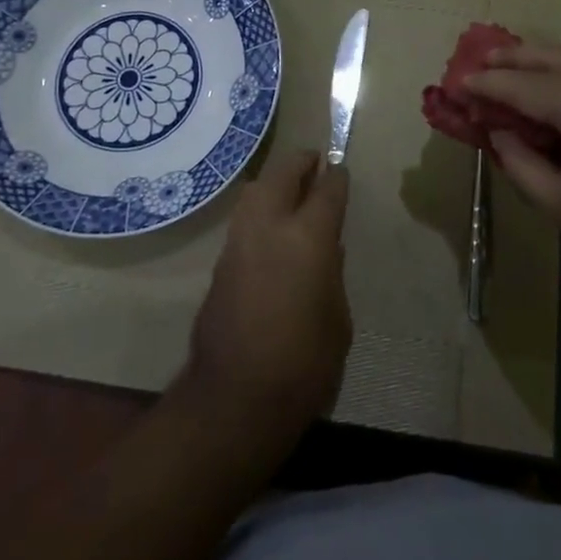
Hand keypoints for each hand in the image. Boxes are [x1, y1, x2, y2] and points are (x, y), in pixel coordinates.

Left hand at [183, 151, 351, 441]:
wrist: (234, 398)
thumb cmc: (304, 365)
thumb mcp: (338, 321)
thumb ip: (331, 276)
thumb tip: (325, 251)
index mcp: (308, 238)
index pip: (326, 190)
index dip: (336, 178)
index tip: (340, 171)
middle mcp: (269, 227)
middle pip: (282, 174)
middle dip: (300, 162)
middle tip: (314, 161)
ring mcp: (239, 242)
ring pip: (255, 191)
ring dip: (274, 181)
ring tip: (290, 187)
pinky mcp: (220, 263)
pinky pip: (243, 219)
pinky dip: (259, 208)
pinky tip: (270, 225)